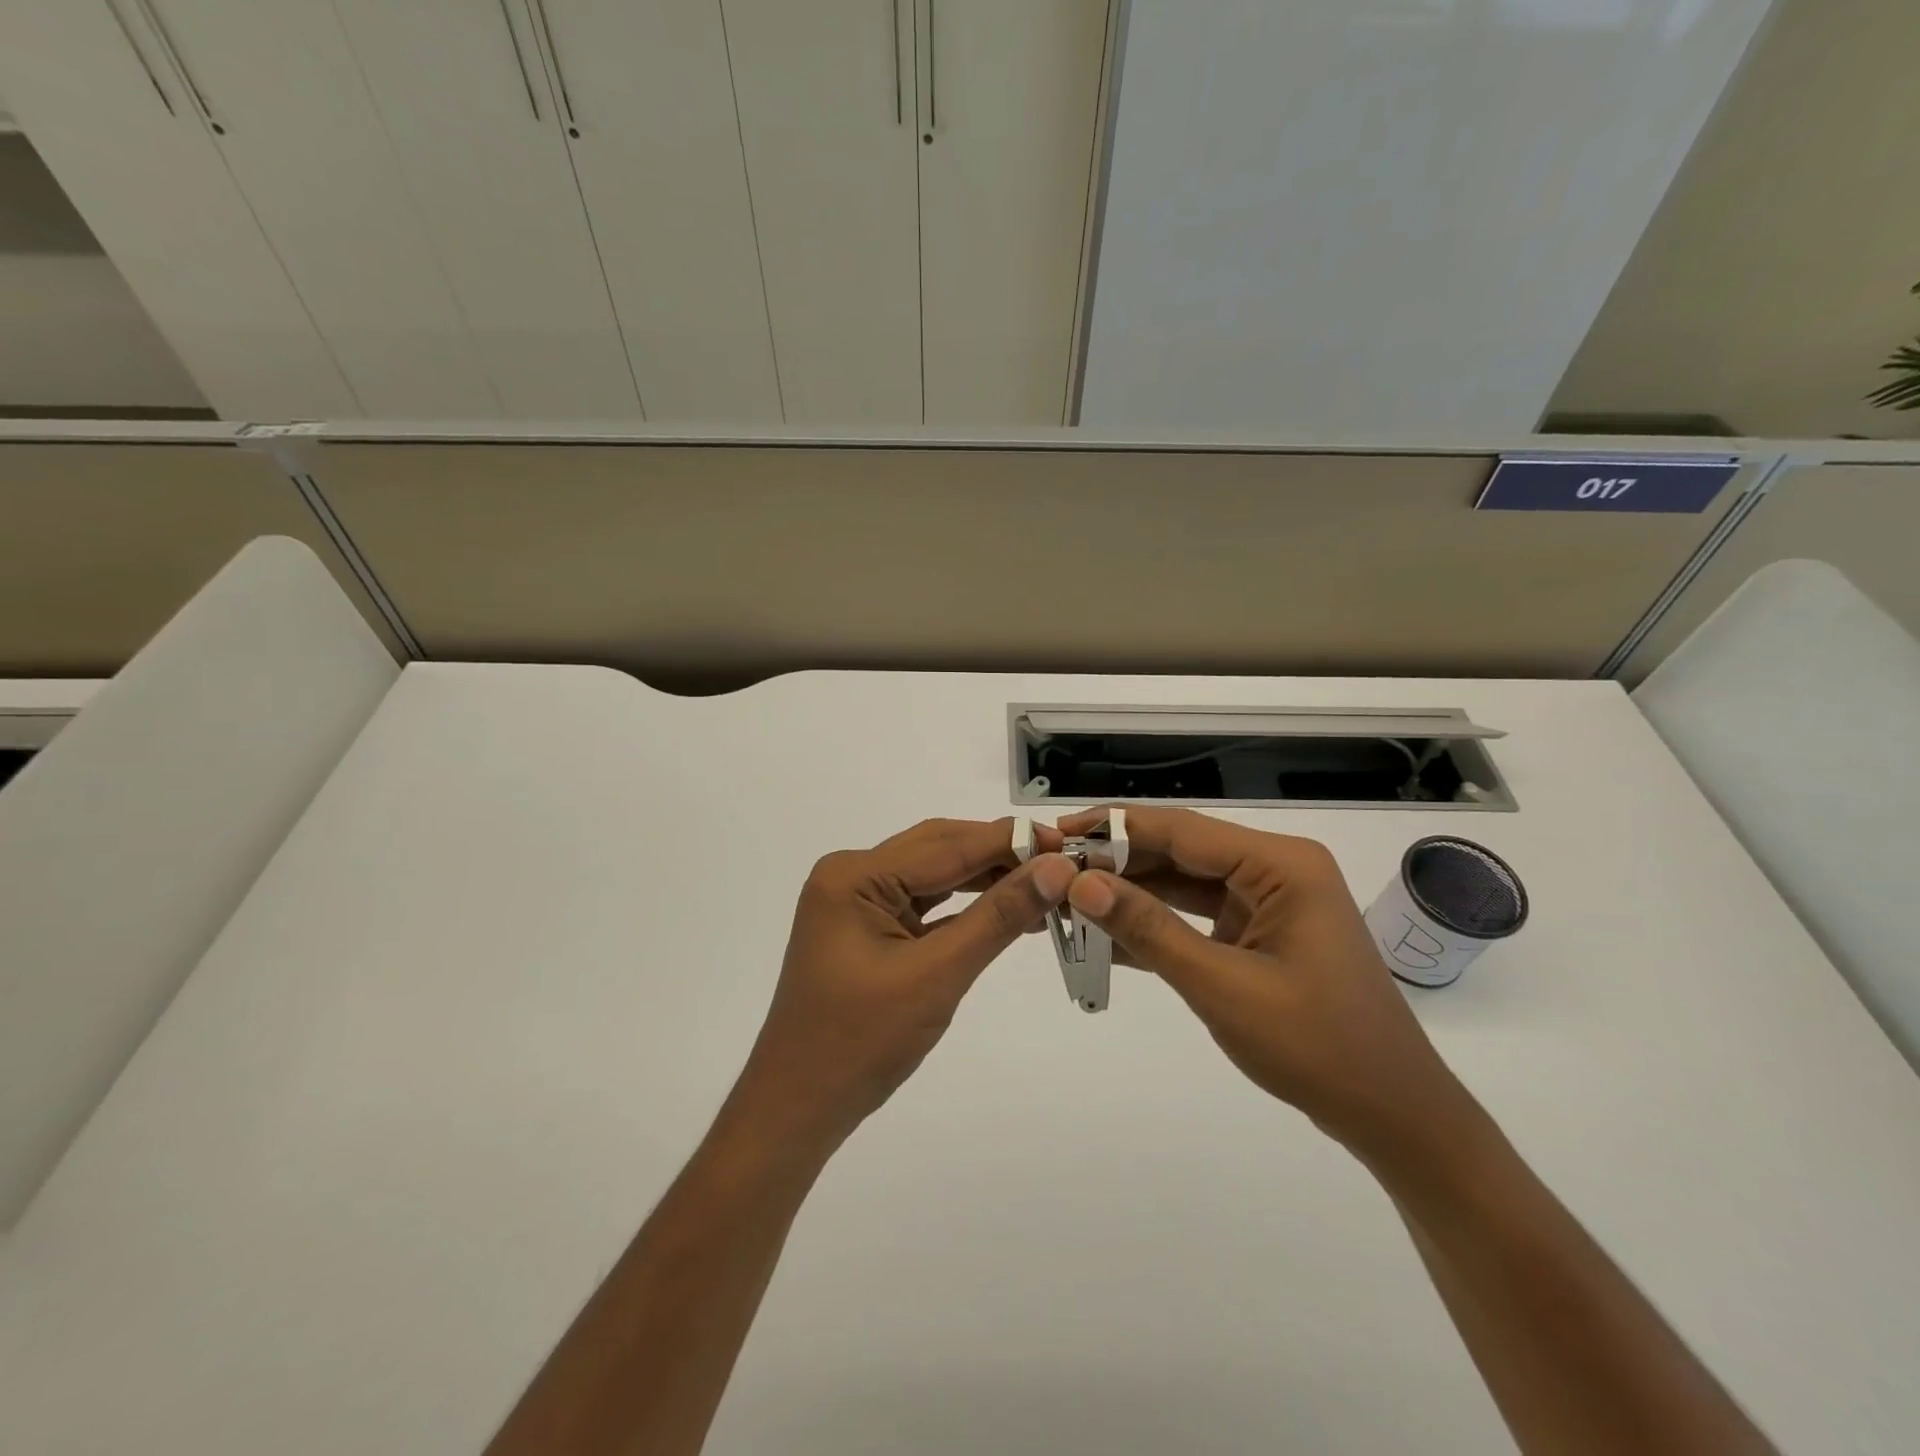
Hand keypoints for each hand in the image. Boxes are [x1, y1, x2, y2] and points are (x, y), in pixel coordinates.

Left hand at [728, 818, 1074, 1156]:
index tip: (1067, 843)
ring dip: (985, 879)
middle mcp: (851, 875)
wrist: (799, 1108)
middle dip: (999, 854)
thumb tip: (1056, 870)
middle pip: (938, 850)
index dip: (1009, 842)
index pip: (946, 846)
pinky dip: (963, 906)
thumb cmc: (861, 1043)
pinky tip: (1003, 908)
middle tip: (1061, 862)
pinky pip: (923, 903)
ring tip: (1043, 885)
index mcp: (854, 875)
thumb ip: (997, 917)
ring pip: (933, 874)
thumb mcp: (937, 974)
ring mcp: (856, 901)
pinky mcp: (866, 927)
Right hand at [1060, 806, 1467, 1160]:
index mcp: (1281, 865)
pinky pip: (1197, 917)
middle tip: (1054, 870)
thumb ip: (1148, 929)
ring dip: (1132, 893)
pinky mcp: (1261, 933)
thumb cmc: (1316, 1046)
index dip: (1114, 828)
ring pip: (1184, 884)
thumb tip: (1080, 883)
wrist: (1392, 1116)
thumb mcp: (1221, 985)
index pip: (1181, 830)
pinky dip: (1156, 926)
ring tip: (1069, 897)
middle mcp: (1276, 870)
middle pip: (1181, 852)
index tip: (1057, 831)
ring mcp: (1269, 903)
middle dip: (1118, 862)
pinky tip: (1105, 934)